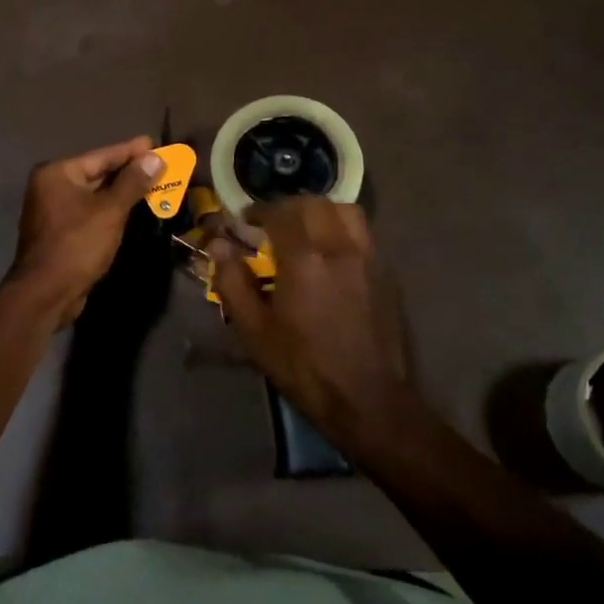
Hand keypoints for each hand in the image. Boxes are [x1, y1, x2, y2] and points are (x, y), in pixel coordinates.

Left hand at [8, 136, 165, 325]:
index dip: (131, 151)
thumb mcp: (110, 210)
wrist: (46, 293)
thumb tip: (154, 158)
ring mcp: (53, 210)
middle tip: (159, 164)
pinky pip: (90, 212)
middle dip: (129, 172)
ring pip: (95, 195)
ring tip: (152, 184)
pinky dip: (110, 210)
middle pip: (97, 173)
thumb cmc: (77, 244)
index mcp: (57, 173)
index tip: (155, 143)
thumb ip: (133, 182)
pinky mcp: (60, 232)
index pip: (102, 155)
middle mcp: (51, 186)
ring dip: (122, 192)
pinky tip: (131, 209)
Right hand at [209, 198, 412, 447]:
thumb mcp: (255, 331)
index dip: (258, 211)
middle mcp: (339, 247)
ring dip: (319, 211)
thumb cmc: (304, 367)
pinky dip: (341, 228)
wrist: (368, 400)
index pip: (280, 212)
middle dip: (287, 207)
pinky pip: (362, 232)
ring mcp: (367, 257)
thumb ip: (233, 282)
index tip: (244, 222)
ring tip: (304, 230)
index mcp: (304, 259)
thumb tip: (219, 245)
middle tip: (271, 224)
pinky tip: (330, 253)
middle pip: (313, 203)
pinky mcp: (385, 272)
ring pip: (344, 210)